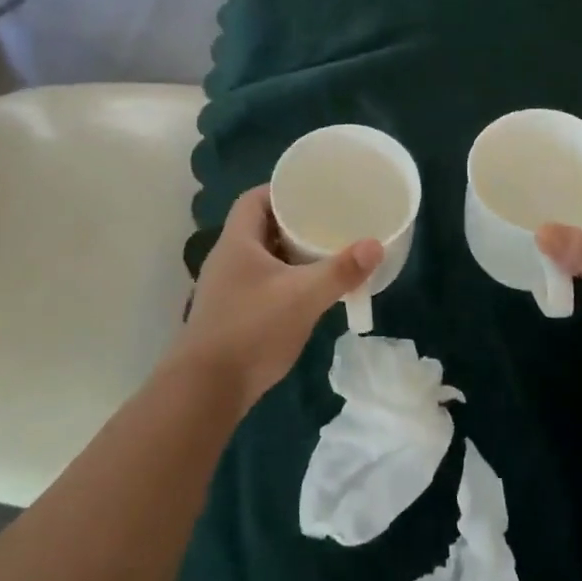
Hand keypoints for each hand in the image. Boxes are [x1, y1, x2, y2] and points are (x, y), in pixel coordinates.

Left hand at [168, 185, 380, 411]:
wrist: (206, 390)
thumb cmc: (252, 330)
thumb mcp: (303, 297)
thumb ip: (340, 271)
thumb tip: (375, 245)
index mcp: (237, 242)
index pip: (254, 199)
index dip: (281, 190)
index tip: (313, 192)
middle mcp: (227, 259)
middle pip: (260, 227)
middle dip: (293, 223)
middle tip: (328, 222)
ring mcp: (226, 289)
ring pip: (262, 258)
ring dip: (289, 254)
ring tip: (324, 253)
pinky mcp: (231, 314)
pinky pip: (261, 283)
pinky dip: (284, 281)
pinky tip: (307, 293)